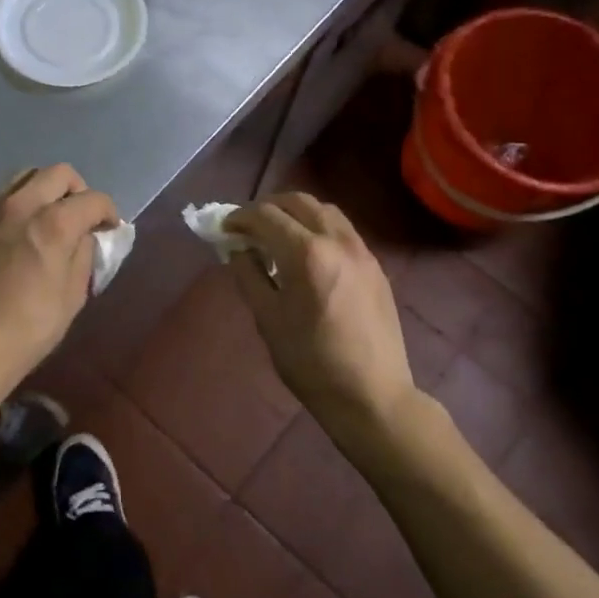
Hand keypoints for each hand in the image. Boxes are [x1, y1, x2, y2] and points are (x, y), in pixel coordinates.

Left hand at [0, 164, 118, 393]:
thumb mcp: (73, 296)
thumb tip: (86, 237)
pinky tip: (20, 237)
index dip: (108, 212)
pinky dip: (20, 208)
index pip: (93, 198)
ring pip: (25, 178)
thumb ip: (84, 256)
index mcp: (54, 223)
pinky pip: (2, 201)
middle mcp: (22, 205)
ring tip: (49, 221)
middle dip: (78, 191)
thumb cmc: (28, 327)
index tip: (109, 230)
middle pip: (58, 173)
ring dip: (45, 191)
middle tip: (81, 219)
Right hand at [225, 194, 416, 436]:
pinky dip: (317, 227)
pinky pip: (342, 230)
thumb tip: (238, 249)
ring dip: (295, 213)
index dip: (239, 217)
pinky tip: (307, 252)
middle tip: (247, 227)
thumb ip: (249, 275)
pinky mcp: (375, 265)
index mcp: (306, 253)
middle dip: (267, 207)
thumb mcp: (268, 319)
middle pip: (297, 202)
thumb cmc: (311, 362)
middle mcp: (337, 240)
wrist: (372, 395)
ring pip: (324, 210)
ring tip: (277, 234)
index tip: (223, 228)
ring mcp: (361, 250)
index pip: (266, 216)